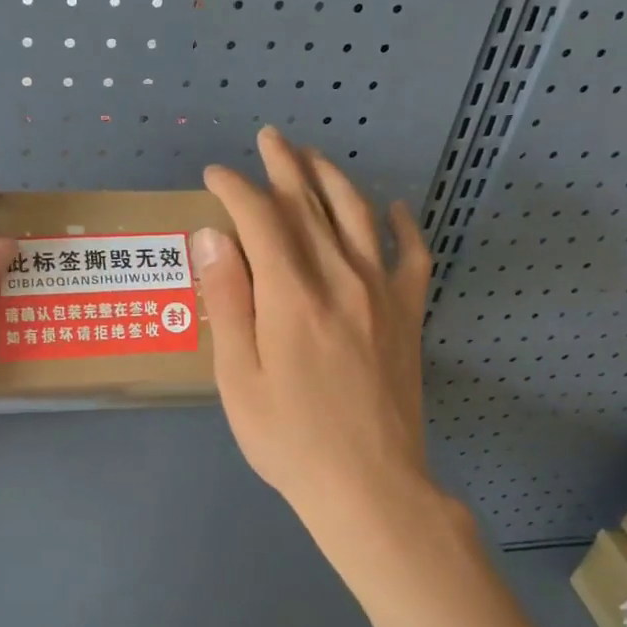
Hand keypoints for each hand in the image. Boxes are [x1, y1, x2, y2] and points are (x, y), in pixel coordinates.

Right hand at [196, 127, 454, 576]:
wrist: (370, 486)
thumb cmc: (289, 438)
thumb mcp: (237, 376)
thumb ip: (227, 301)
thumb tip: (213, 236)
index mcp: (291, 294)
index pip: (261, 217)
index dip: (236, 188)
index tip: (215, 176)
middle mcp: (340, 278)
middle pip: (311, 204)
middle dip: (285, 166)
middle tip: (269, 140)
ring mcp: (382, 293)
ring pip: (358, 216)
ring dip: (333, 179)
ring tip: (314, 158)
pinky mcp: (408, 315)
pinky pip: (413, 256)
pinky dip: (403, 226)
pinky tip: (394, 209)